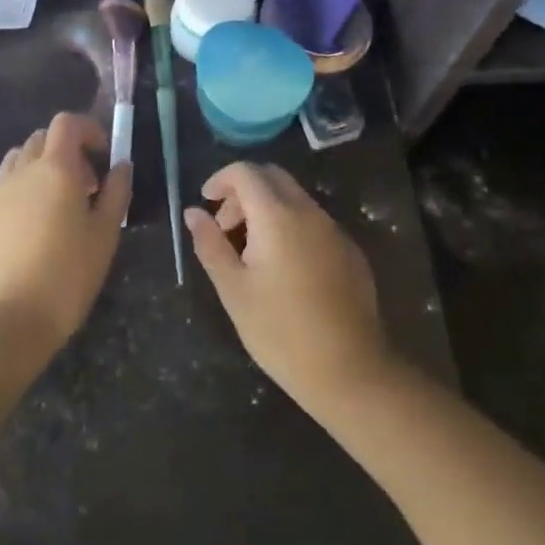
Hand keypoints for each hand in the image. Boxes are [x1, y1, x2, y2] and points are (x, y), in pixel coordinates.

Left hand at [0, 113, 131, 351]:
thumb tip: (121, 166)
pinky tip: (33, 230)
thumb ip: (117, 192)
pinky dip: (22, 193)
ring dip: (40, 168)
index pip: (67, 123)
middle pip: (42, 138)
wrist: (9, 319)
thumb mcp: (105, 234)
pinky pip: (4, 190)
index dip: (88, 129)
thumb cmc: (68, 274)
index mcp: (55, 168)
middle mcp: (23, 171)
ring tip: (57, 203)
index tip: (103, 156)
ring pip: (19, 160)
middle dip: (66, 150)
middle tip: (86, 185)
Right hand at [184, 162, 396, 411]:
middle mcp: (308, 211)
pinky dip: (290, 225)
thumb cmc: (281, 332)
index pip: (246, 172)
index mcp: (277, 215)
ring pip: (294, 198)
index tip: (206, 202)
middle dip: (243, 192)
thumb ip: (211, 244)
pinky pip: (313, 221)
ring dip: (267, 209)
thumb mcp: (234, 290)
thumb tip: (193, 212)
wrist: (351, 372)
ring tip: (251, 251)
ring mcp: (334, 229)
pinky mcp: (350, 250)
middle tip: (225, 227)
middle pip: (272, 177)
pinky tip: (284, 267)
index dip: (221, 179)